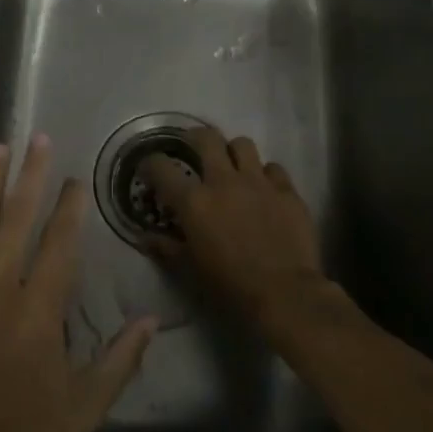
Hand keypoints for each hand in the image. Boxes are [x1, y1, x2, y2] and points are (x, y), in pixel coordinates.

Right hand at [139, 125, 333, 336]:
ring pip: (243, 144)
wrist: (285, 293)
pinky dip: (265, 175)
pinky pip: (273, 168)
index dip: (150, 163)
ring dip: (233, 152)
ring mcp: (259, 182)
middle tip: (193, 150)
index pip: (161, 167)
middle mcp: (224, 181)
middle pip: (206, 138)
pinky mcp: (287, 191)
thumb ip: (166, 247)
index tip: (149, 168)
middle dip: (195, 138)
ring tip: (232, 167)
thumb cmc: (230, 284)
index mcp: (194, 201)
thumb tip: (145, 237)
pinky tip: (264, 190)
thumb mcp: (189, 268)